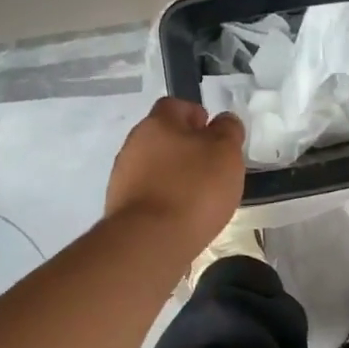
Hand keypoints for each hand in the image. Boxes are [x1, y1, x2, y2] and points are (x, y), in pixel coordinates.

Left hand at [105, 97, 245, 250]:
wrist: (150, 241)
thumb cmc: (194, 189)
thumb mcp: (226, 154)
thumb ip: (228, 131)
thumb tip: (224, 121)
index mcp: (158, 123)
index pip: (177, 106)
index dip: (197, 116)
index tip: (215, 135)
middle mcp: (134, 143)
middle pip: (163, 137)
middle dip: (186, 148)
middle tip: (212, 167)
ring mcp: (123, 176)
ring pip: (155, 166)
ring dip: (174, 175)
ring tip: (199, 196)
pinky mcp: (121, 206)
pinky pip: (148, 192)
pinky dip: (164, 198)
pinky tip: (181, 215)